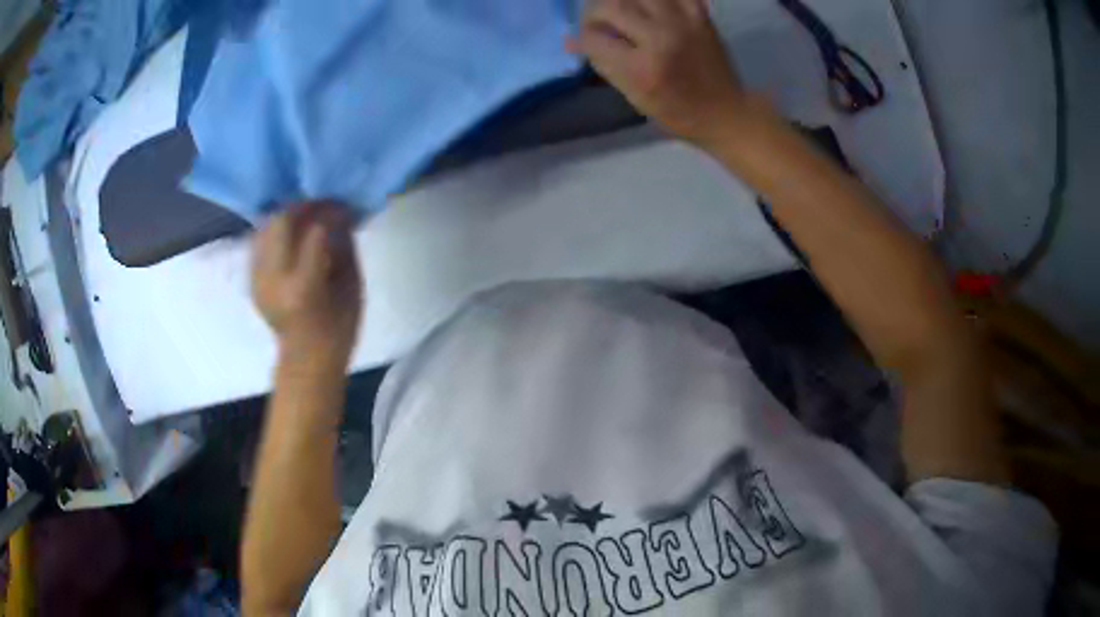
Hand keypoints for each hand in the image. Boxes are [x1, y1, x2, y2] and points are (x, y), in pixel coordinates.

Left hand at [251, 202, 361, 365]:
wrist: (306, 359)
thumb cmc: (339, 328)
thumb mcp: (352, 287)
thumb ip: (344, 247)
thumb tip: (341, 214)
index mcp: (303, 286)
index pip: (315, 231)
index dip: (331, 212)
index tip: (344, 208)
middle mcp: (274, 279)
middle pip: (281, 221)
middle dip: (304, 206)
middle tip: (322, 205)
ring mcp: (258, 279)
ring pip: (266, 226)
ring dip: (287, 216)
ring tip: (306, 217)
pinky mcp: (252, 279)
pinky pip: (260, 240)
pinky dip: (276, 231)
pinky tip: (290, 234)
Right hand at [569, 0, 748, 145]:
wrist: (726, 112)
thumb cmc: (677, 114)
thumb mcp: (634, 97)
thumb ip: (604, 64)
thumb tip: (571, 41)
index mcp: (641, 69)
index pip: (593, 38)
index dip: (583, 38)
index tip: (587, 41)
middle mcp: (660, 39)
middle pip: (612, 6)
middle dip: (595, 12)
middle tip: (599, 21)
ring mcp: (683, 23)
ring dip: (622, 0)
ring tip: (621, 10)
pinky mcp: (700, 16)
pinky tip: (649, 7)